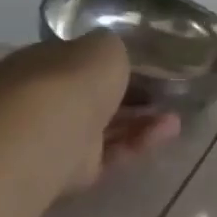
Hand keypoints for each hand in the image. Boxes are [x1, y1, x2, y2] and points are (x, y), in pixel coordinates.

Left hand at [0, 33, 180, 192]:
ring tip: (175, 115)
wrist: (52, 133)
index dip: (106, 63)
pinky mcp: (76, 170)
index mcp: (41, 63)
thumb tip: (112, 56)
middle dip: (129, 96)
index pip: (75, 61)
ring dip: (141, 120)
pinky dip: (140, 141)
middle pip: (93, 97)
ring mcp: (60, 136)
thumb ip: (111, 51)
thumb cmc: (73, 78)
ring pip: (107, 127)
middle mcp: (46, 100)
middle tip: (162, 92)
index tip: (139, 64)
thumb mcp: (104, 46)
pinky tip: (170, 130)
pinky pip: (113, 152)